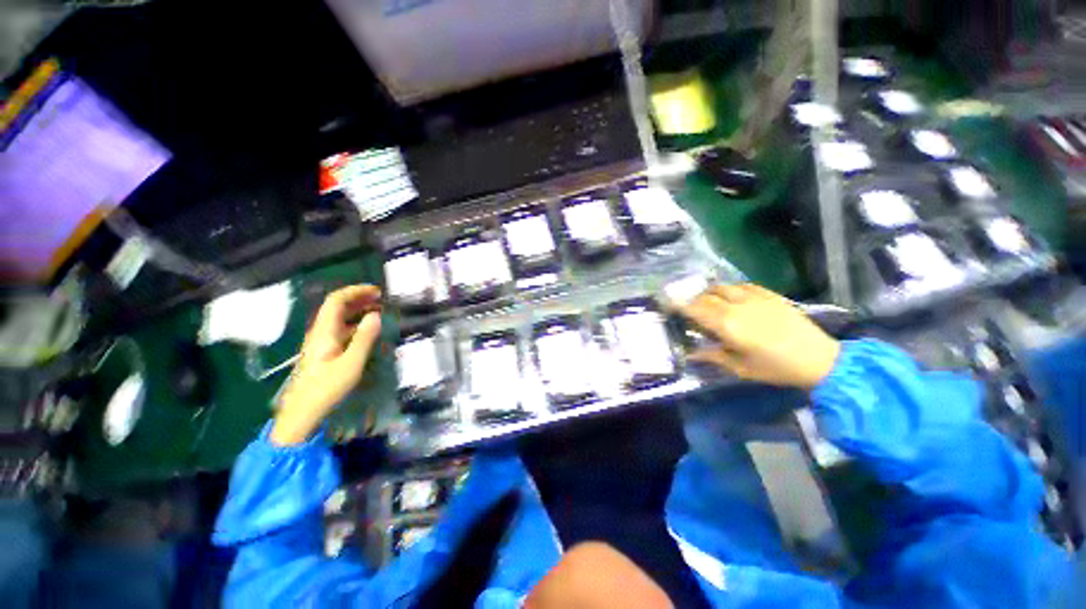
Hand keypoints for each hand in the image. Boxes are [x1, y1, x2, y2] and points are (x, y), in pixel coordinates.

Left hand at [271, 285, 382, 445]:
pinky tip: (366, 330)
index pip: (336, 300)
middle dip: (358, 298)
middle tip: (380, 299)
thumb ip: (364, 338)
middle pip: (336, 307)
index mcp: (324, 332)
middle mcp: (320, 332)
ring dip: (357, 310)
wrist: (302, 413)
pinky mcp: (323, 352)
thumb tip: (376, 315)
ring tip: (377, 310)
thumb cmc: (326, 388)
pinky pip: (339, 329)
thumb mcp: (351, 363)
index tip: (377, 291)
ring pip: (338, 318)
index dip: (356, 291)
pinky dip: (354, 323)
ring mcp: (320, 342)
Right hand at [677, 283, 839, 388]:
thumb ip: (713, 357)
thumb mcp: (741, 368)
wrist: (819, 359)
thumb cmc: (776, 368)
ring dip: (709, 293)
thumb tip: (690, 353)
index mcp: (728, 326)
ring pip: (722, 287)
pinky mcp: (769, 295)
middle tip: (687, 309)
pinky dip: (730, 289)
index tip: (667, 304)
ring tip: (708, 302)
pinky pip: (742, 285)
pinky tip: (731, 296)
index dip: (678, 305)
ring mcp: (755, 298)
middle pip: (705, 297)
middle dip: (692, 301)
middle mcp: (737, 307)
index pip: (695, 309)